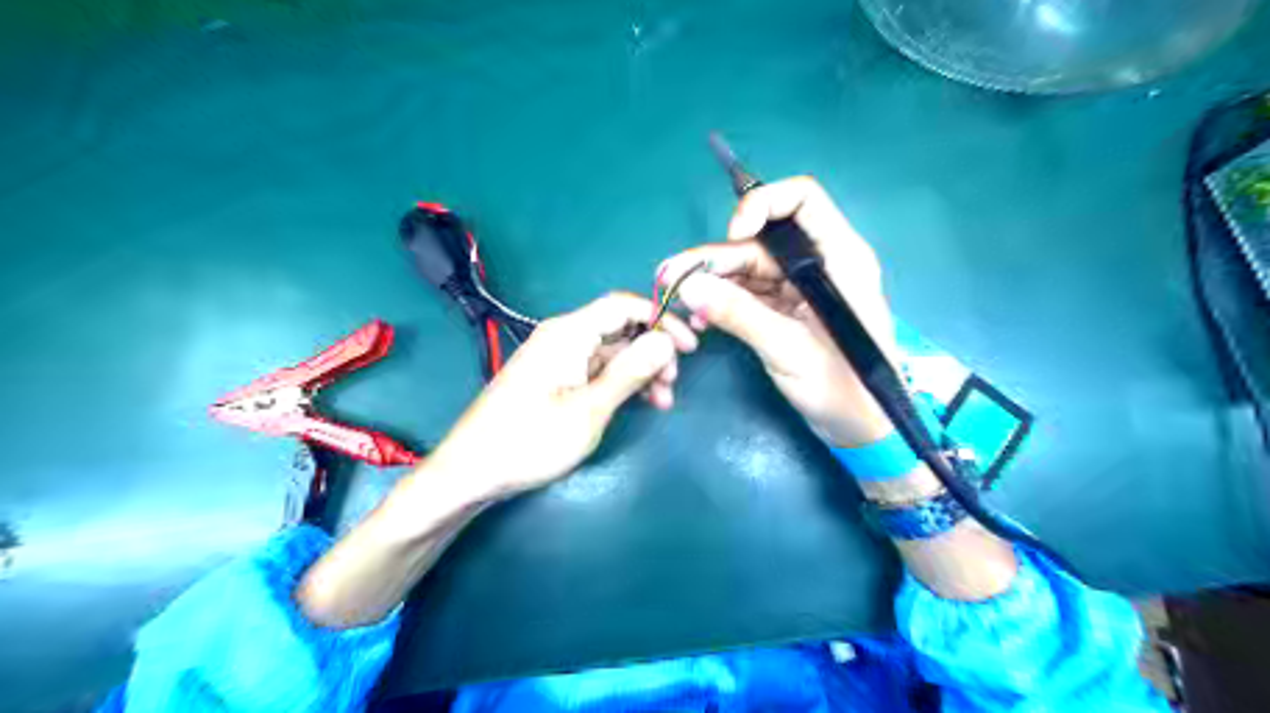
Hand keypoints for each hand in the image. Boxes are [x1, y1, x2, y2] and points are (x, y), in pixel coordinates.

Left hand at [420, 289, 692, 501]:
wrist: (472, 470)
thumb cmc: (530, 440)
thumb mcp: (589, 410)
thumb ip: (630, 372)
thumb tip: (666, 341)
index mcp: (569, 333)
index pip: (624, 305)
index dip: (661, 320)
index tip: (690, 347)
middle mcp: (564, 337)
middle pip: (620, 328)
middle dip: (653, 351)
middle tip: (673, 384)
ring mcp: (558, 358)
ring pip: (611, 352)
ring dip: (640, 371)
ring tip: (662, 401)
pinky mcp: (554, 378)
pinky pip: (596, 369)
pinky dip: (619, 382)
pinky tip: (638, 403)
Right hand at [660, 174, 896, 444]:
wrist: (861, 430)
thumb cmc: (843, 388)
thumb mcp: (789, 349)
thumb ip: (738, 314)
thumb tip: (687, 286)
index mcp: (839, 257)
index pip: (802, 200)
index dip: (762, 205)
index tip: (730, 235)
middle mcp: (819, 264)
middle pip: (761, 241)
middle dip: (715, 257)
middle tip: (670, 277)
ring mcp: (800, 287)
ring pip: (748, 267)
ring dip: (712, 281)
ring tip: (676, 300)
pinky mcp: (786, 309)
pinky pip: (748, 293)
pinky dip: (723, 302)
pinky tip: (702, 319)